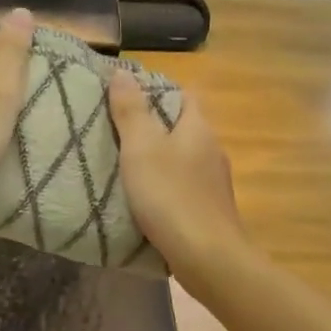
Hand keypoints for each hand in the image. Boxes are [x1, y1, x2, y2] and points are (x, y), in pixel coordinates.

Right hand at [107, 70, 246, 284]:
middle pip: (183, 127)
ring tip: (125, 165)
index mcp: (199, 128)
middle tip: (116, 131)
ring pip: (183, 159)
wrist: (208, 258)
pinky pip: (184, 186)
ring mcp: (214, 183)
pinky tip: (146, 199)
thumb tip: (124, 72)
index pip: (185, 95)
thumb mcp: (141, 148)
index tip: (127, 97)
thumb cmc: (171, 195)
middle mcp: (212, 150)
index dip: (159, 90)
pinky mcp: (210, 210)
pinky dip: (166, 186)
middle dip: (154, 126)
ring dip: (159, 159)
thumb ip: (131, 111)